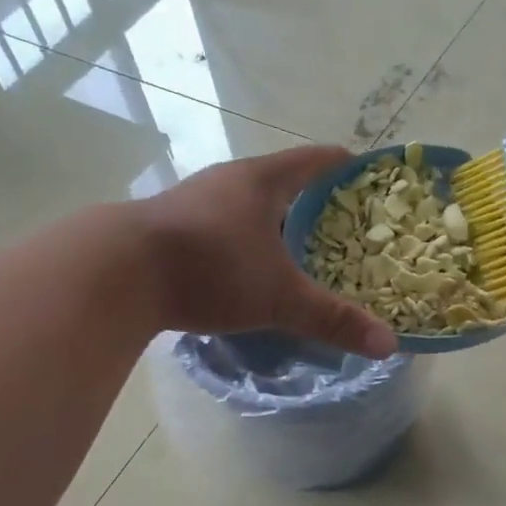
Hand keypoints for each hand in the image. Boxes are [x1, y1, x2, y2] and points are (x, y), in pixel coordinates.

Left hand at [135, 146, 397, 358]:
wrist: (116, 273)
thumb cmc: (210, 268)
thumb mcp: (278, 296)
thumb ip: (332, 319)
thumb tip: (389, 344)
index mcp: (260, 181)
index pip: (314, 160)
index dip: (343, 165)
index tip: (366, 173)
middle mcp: (226, 181)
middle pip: (279, 181)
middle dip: (310, 200)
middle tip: (340, 224)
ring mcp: (192, 201)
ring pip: (245, 206)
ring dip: (271, 223)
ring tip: (296, 249)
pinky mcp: (167, 228)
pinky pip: (218, 227)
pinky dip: (240, 241)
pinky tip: (244, 269)